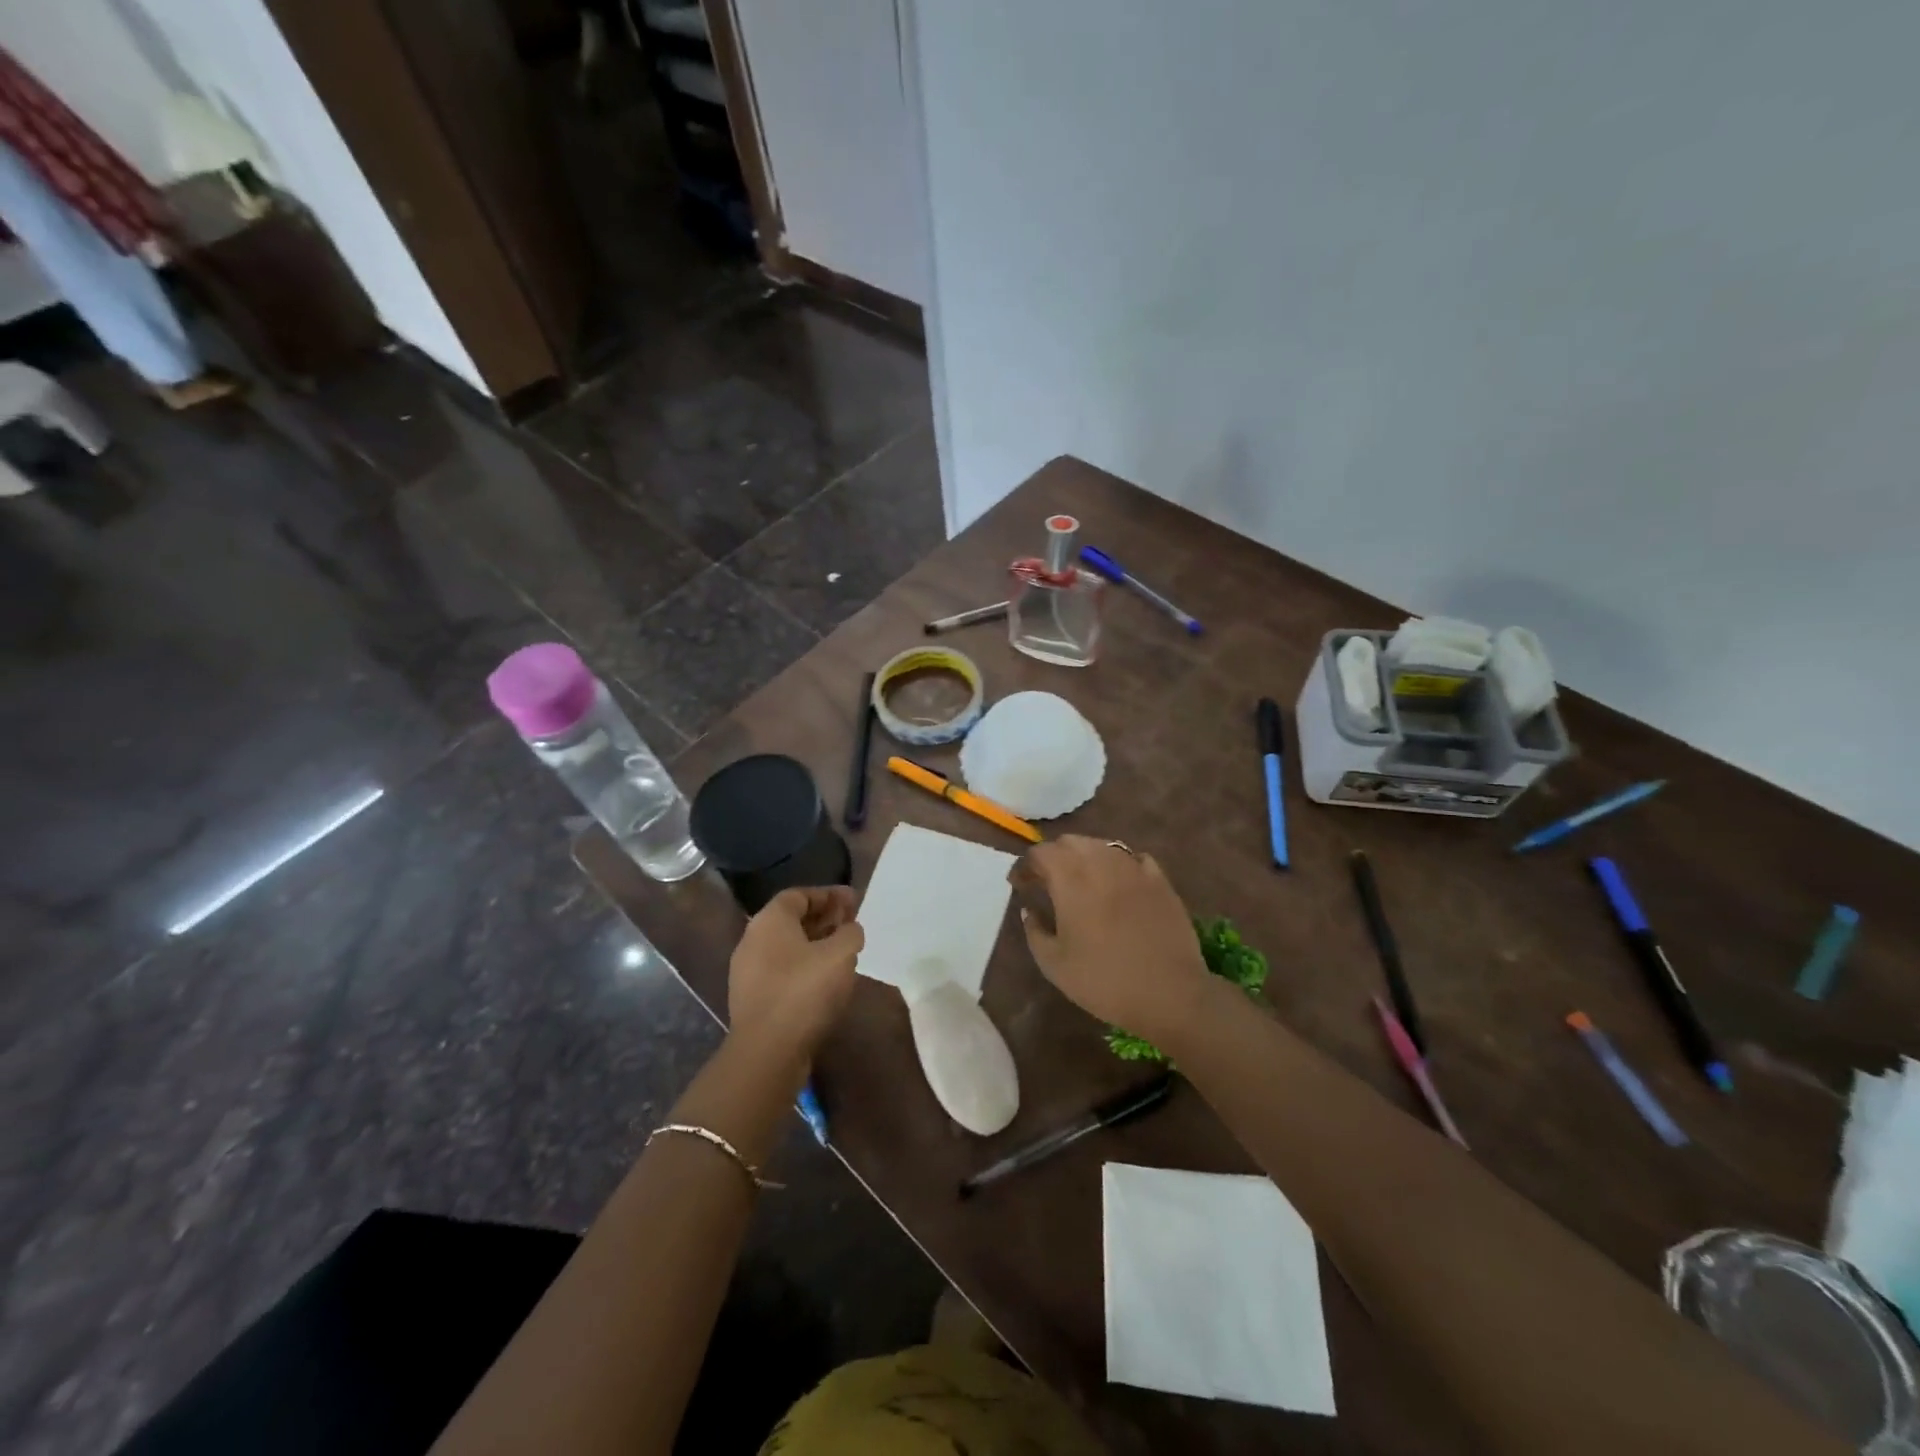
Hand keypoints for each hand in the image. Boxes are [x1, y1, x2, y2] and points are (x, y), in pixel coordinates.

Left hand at [728, 886, 863, 1068]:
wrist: (766, 1053)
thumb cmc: (804, 992)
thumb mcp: (841, 955)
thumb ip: (851, 933)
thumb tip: (849, 930)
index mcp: (769, 920)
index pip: (800, 894)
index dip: (829, 895)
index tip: (854, 901)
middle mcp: (752, 940)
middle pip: (791, 920)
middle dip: (824, 918)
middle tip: (851, 925)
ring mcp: (748, 972)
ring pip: (787, 947)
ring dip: (816, 945)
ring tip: (844, 953)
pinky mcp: (752, 999)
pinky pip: (782, 971)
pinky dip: (805, 968)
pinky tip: (826, 981)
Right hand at [1013, 836, 1211, 1041]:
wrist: (1170, 993)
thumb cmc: (1104, 980)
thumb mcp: (1054, 965)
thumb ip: (1035, 931)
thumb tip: (1029, 910)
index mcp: (1070, 879)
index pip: (1040, 853)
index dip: (1025, 865)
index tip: (1018, 883)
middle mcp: (1101, 863)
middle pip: (1070, 842)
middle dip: (1053, 856)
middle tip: (1046, 880)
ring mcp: (1134, 868)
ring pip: (1102, 846)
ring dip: (1084, 857)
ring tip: (1081, 881)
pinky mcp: (1160, 880)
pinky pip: (1134, 859)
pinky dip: (1118, 865)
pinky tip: (1118, 883)